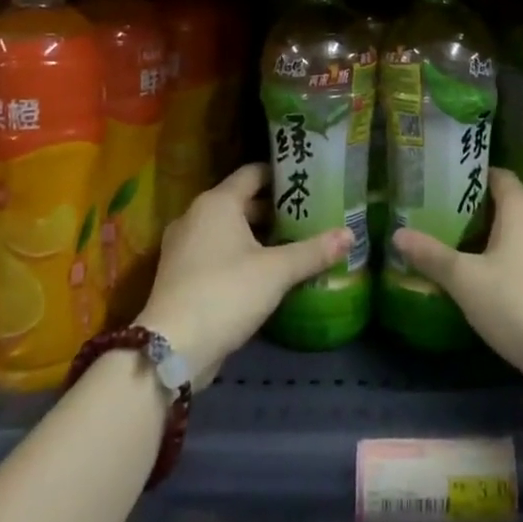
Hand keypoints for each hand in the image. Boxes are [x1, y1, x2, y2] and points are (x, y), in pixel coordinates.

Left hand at [138, 163, 351, 388]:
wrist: (171, 348)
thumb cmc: (226, 293)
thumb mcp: (277, 271)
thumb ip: (313, 251)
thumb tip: (350, 234)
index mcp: (217, 202)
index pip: (253, 173)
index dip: (281, 174)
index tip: (308, 180)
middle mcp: (196, 215)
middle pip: (242, 201)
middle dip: (274, 208)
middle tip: (308, 214)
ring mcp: (183, 245)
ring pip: (228, 228)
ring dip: (258, 234)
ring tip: (293, 242)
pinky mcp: (180, 273)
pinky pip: (216, 250)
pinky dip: (240, 253)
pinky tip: (265, 270)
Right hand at [391, 168, 522, 380]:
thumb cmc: (515, 302)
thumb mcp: (463, 278)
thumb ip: (431, 254)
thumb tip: (398, 234)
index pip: (497, 175)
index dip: (471, 177)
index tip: (443, 187)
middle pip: (508, 204)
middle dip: (478, 211)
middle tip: (444, 221)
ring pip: (522, 232)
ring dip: (496, 239)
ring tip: (463, 251)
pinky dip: (513, 261)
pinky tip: (491, 281)